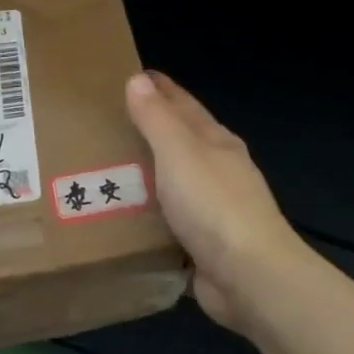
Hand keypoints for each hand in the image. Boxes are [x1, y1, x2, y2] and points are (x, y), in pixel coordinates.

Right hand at [125, 71, 315, 338]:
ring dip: (146, 177)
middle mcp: (218, 172)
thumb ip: (157, 119)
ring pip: (173, 184)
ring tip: (104, 171)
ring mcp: (213, 211)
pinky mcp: (202, 246)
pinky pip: (167, 223)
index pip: (184, 106)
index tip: (132, 76)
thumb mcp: (180, 153)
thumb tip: (138, 80)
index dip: (160, 90)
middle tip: (107, 123)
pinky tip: (123, 218)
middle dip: (150, 131)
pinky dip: (148, 216)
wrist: (249, 277)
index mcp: (216, 143)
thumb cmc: (213, 205)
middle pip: (180, 143)